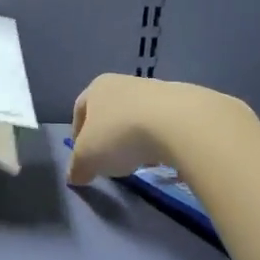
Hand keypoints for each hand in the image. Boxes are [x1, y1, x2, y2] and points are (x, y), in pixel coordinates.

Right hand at [66, 74, 253, 184]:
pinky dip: (160, 140)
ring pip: (138, 118)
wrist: (178, 123)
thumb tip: (75, 176)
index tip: (83, 157)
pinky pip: (164, 124)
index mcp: (97, 88)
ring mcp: (157, 90)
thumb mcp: (87, 158)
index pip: (80, 111)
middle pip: (111, 113)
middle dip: (109, 137)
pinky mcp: (184, 102)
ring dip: (136, 139)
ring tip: (140, 162)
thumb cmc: (120, 134)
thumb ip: (77, 167)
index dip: (77, 135)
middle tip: (110, 161)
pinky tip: (164, 157)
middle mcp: (125, 82)